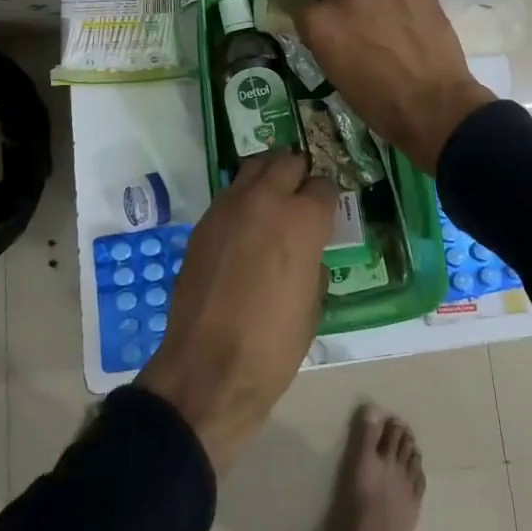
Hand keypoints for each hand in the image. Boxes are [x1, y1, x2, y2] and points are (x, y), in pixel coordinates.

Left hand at [138, 152, 335, 473]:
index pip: (324, 186)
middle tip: (302, 195)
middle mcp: (266, 200)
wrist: (208, 368)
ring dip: (269, 175)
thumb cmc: (273, 344)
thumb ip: (313, 263)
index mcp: (303, 219)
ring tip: (274, 198)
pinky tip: (246, 225)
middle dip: (299, 174)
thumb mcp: (313, 305)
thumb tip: (307, 251)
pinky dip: (243, 198)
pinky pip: (230, 193)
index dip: (328, 199)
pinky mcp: (204, 222)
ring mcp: (229, 206)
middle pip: (287, 162)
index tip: (327, 212)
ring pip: (254, 167)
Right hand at [292, 0, 496, 173]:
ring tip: (383, 8)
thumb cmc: (378, 102)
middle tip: (351, 15)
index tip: (324, 25)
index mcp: (318, 22)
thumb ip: (326, 42)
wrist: (432, 105)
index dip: (314, 15)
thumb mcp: (335, 74)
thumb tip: (330, 31)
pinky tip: (406, 3)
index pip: (301, 3)